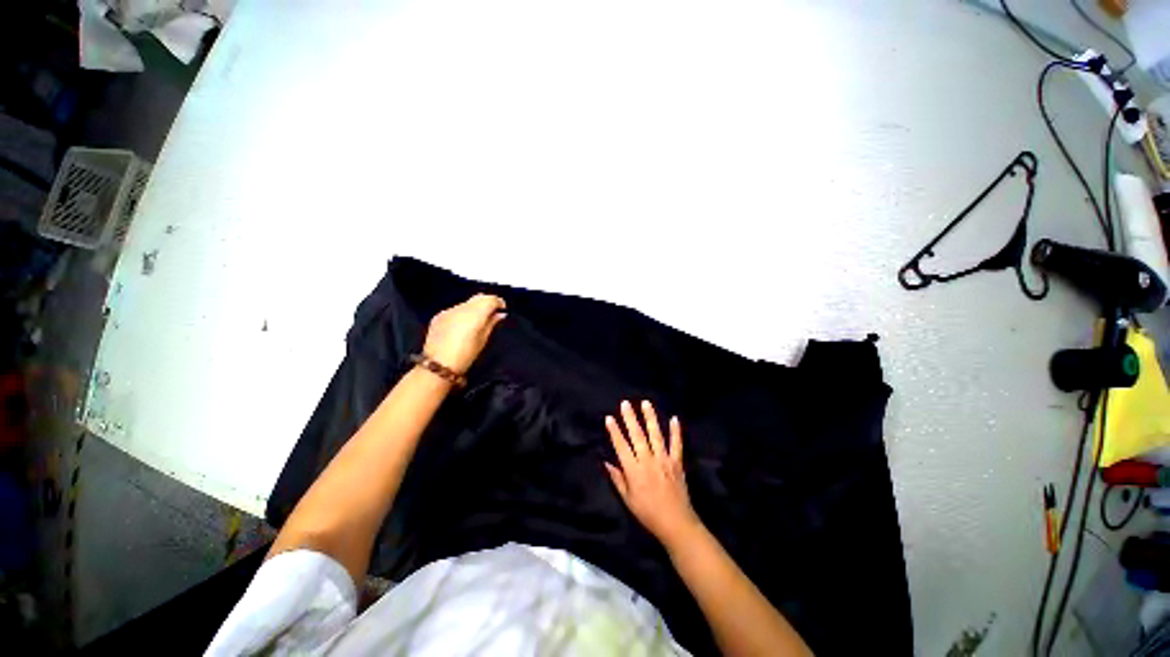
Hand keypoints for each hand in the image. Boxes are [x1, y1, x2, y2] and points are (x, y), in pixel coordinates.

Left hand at [422, 294, 506, 373]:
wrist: (439, 365)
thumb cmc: (465, 355)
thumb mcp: (483, 339)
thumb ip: (492, 323)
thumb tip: (500, 314)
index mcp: (475, 314)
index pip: (490, 299)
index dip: (499, 302)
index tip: (502, 308)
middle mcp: (461, 308)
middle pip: (478, 297)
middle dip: (487, 302)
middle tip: (493, 312)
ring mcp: (449, 310)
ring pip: (467, 302)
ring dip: (475, 308)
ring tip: (478, 320)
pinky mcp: (439, 316)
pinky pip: (455, 309)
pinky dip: (462, 313)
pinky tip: (463, 325)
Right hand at [604, 400, 700, 546]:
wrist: (675, 523)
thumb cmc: (647, 513)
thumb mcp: (627, 499)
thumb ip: (617, 479)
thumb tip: (606, 462)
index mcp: (633, 470)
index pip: (621, 446)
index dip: (614, 431)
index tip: (609, 418)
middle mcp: (648, 461)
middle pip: (637, 435)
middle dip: (630, 418)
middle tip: (625, 403)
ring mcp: (664, 460)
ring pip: (656, 435)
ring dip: (650, 418)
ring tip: (646, 403)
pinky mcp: (677, 462)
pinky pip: (676, 444)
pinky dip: (676, 431)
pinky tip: (674, 418)